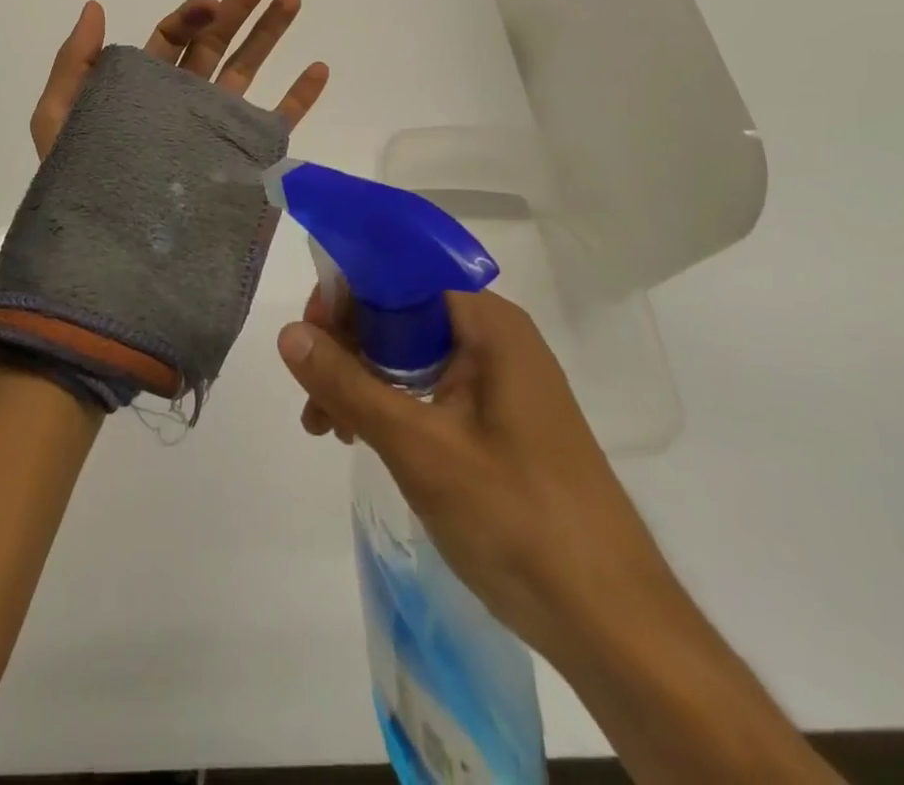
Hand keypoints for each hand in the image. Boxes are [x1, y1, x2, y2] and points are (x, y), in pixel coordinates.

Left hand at [30, 0, 329, 159]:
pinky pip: (275, 122)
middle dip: (240, 6)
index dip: (191, 15)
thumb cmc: (80, 182)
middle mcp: (182, 101)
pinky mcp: (242, 159)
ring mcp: (214, 129)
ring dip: (270, 35)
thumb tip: (94, 7)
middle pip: (216, 43)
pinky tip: (318, 68)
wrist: (112, 252)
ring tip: (292, 0)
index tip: (211, 4)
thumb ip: (74, 63)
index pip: (173, 38)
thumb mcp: (59, 117)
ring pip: (247, 71)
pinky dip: (298, 97)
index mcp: (143, 87)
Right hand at [276, 288, 689, 670]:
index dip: (346, 295)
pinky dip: (388, 405)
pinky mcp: (498, 421)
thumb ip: (347, 383)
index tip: (307, 338)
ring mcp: (499, 381)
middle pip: (400, 314)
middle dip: (346, 347)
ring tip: (329, 429)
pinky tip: (360, 438)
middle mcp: (495, 338)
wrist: (615, 627)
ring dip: (361, 380)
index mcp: (488, 323)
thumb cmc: (517, 519)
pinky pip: (428, 389)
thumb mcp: (417, 446)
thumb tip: (288, 332)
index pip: (398, 276)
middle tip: (312, 397)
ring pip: (408, 354)